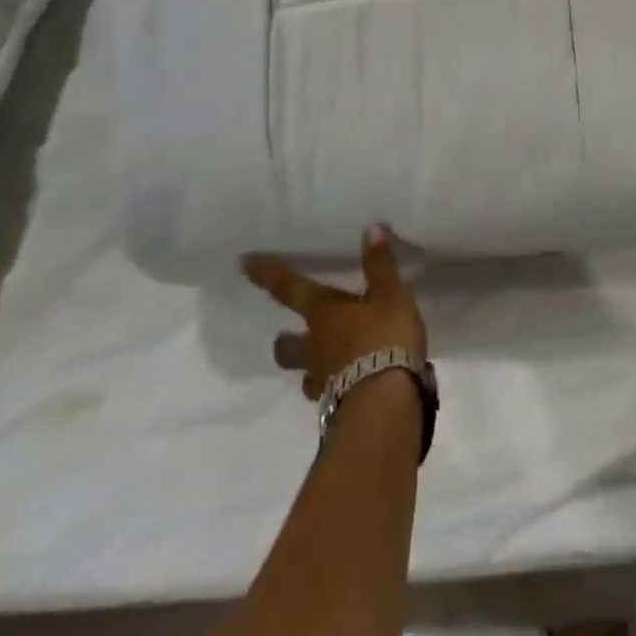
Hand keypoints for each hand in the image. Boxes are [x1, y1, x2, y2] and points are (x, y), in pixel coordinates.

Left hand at [244, 225, 427, 401]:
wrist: (385, 404)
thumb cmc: (384, 338)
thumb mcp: (391, 294)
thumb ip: (380, 264)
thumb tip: (371, 228)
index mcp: (323, 313)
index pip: (289, 289)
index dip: (268, 274)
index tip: (244, 264)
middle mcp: (314, 346)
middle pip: (286, 345)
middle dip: (284, 339)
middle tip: (287, 334)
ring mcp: (322, 380)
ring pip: (304, 373)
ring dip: (309, 366)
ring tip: (325, 361)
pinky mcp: (337, 406)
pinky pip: (327, 394)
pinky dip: (334, 387)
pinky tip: (350, 385)